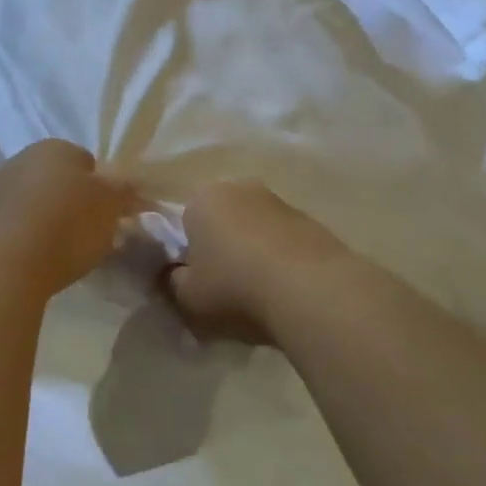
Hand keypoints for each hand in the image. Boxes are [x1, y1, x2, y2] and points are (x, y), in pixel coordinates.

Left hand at [0, 140, 142, 296]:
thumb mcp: (110, 207)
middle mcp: (19, 159)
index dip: (100, 189)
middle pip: (52, 180)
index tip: (106, 218)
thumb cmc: (66, 226)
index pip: (86, 161)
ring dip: (37, 220)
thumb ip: (124, 192)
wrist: (0, 262)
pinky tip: (24, 263)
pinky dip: (14, 239)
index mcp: (56, 148)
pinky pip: (3, 226)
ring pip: (25, 202)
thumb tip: (130, 187)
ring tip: (52, 256)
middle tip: (82, 238)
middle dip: (66, 203)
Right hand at [166, 181, 345, 344]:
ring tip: (258, 296)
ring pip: (255, 231)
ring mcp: (280, 202)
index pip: (183, 222)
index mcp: (202, 197)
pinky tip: (285, 293)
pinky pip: (284, 243)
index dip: (186, 254)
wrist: (312, 291)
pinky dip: (281, 262)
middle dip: (221, 249)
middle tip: (223, 288)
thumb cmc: (234, 288)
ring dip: (253, 254)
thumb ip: (172, 283)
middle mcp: (240, 188)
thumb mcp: (186, 298)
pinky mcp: (313, 221)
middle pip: (222, 222)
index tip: (193, 282)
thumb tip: (174, 276)